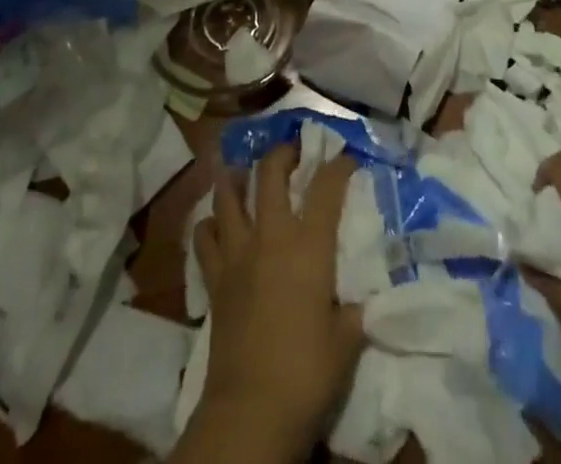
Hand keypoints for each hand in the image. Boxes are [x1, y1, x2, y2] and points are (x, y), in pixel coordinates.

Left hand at [192, 143, 363, 454]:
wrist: (251, 409)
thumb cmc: (307, 373)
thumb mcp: (346, 342)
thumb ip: (352, 312)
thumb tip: (356, 303)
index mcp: (308, 245)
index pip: (326, 187)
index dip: (338, 165)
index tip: (346, 157)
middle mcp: (271, 235)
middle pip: (270, 172)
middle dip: (282, 153)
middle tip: (292, 151)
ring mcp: (237, 252)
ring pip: (227, 194)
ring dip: (235, 176)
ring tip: (242, 170)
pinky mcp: (214, 277)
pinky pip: (204, 237)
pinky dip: (209, 224)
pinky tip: (217, 225)